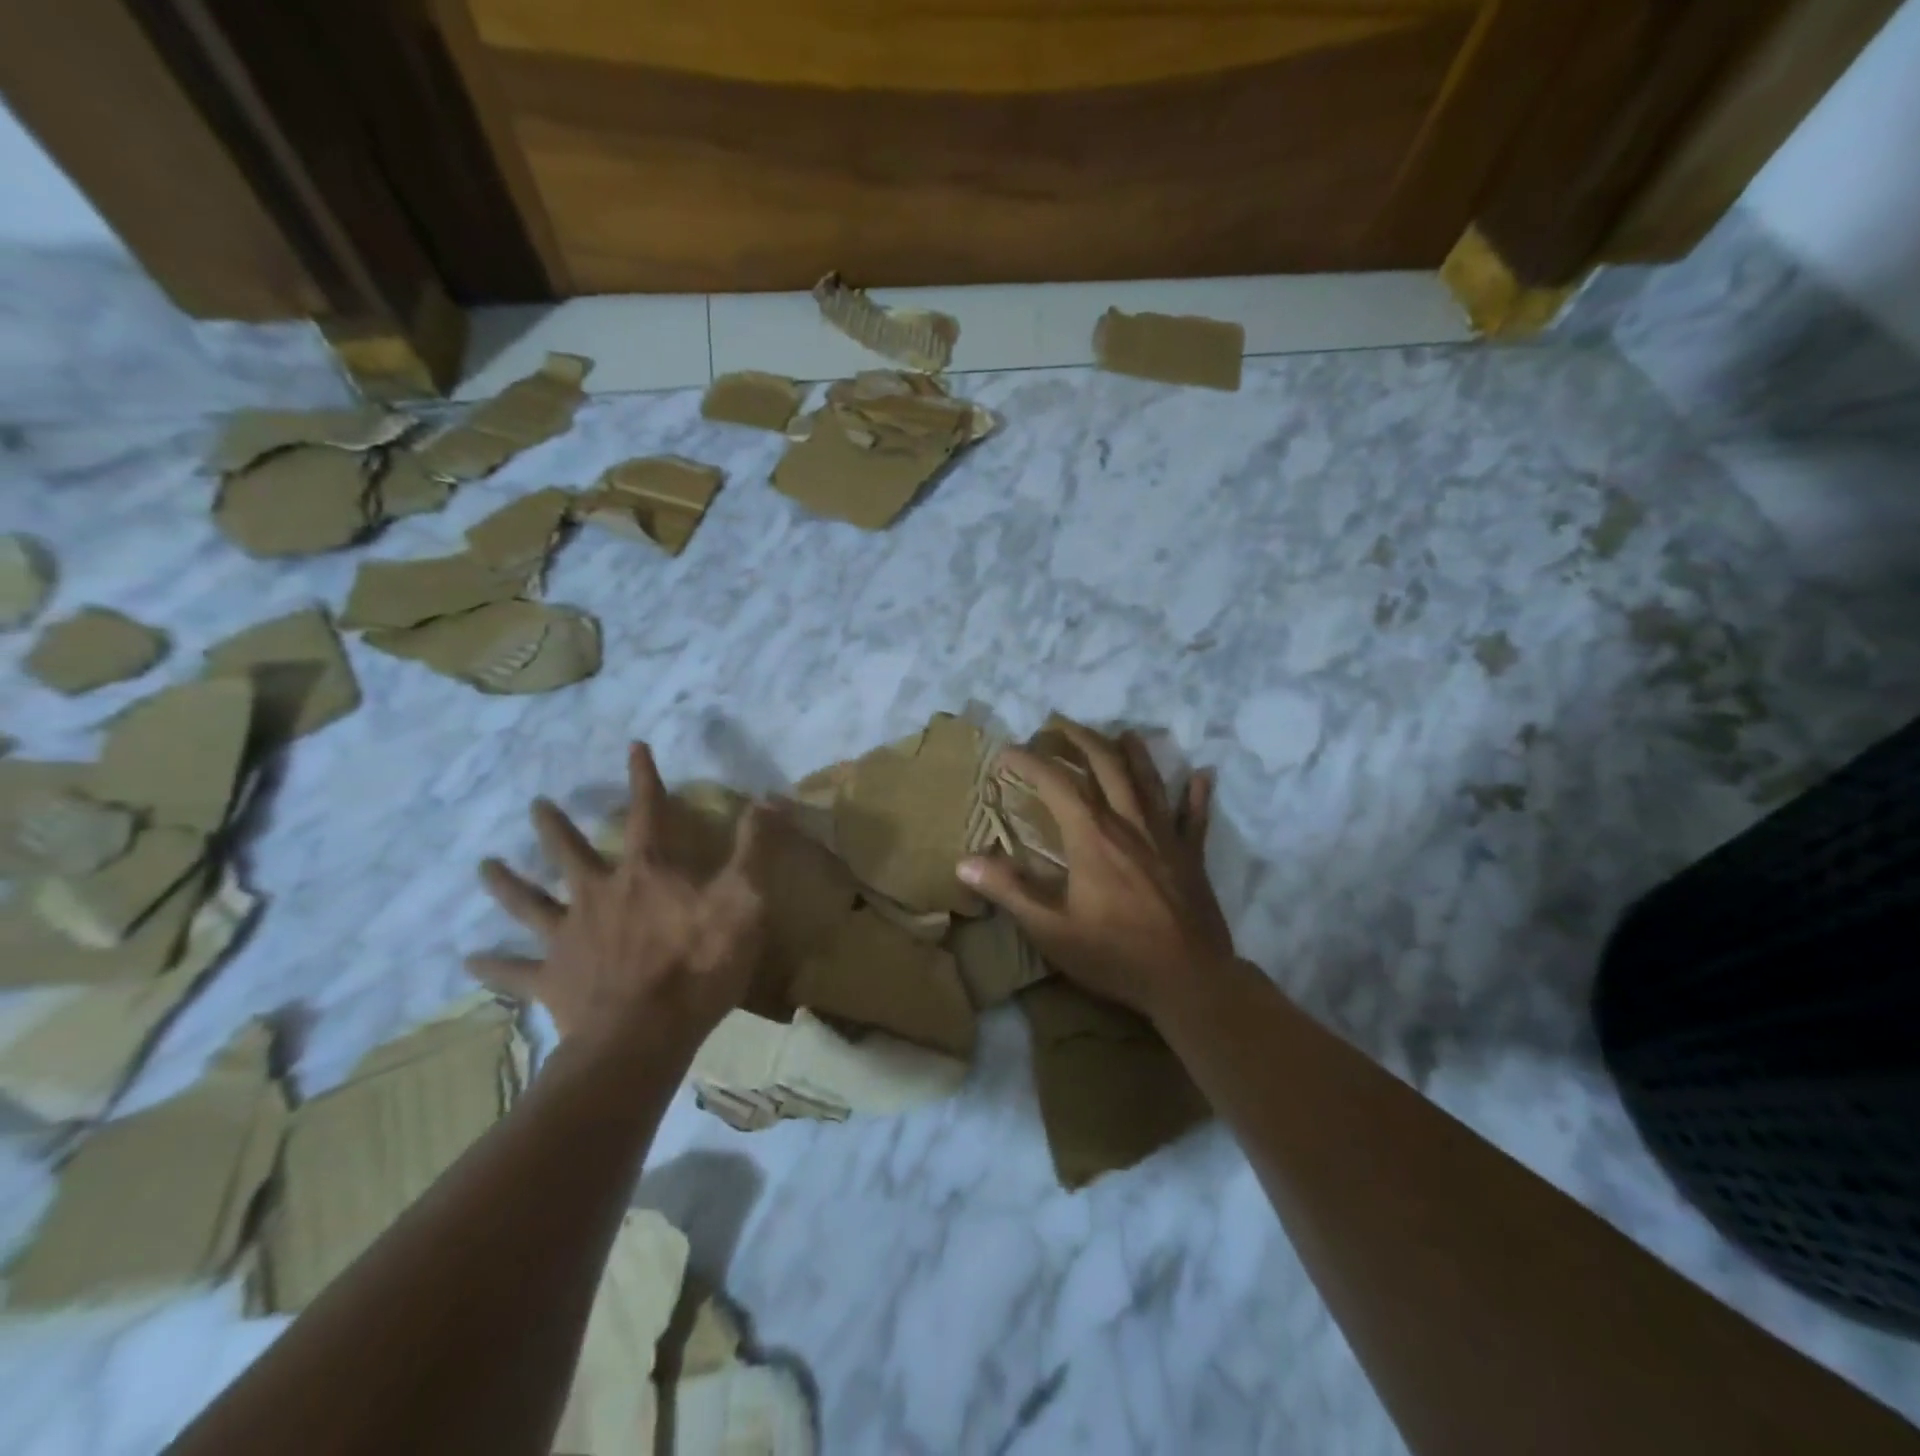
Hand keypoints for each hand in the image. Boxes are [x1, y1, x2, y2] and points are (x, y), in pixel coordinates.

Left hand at [469, 743, 769, 1052]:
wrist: (645, 1036)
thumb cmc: (700, 964)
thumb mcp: (744, 900)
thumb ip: (755, 848)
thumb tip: (770, 798)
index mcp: (646, 873)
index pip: (648, 812)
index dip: (644, 778)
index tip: (634, 747)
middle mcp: (598, 894)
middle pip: (570, 852)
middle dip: (555, 825)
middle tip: (536, 804)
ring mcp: (569, 936)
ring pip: (530, 902)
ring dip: (507, 883)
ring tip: (484, 866)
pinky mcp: (552, 979)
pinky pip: (515, 972)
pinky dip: (493, 966)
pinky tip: (469, 961)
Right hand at [958, 722, 1234, 1023]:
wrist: (1189, 981)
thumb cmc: (1115, 955)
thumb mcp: (1052, 930)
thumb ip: (1010, 892)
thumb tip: (964, 863)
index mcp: (1092, 836)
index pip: (1056, 782)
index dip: (1029, 761)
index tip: (1006, 752)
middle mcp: (1129, 823)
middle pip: (1107, 765)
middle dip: (1081, 740)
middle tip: (1060, 725)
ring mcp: (1165, 836)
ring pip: (1148, 780)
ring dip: (1133, 752)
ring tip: (1122, 733)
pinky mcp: (1191, 856)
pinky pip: (1195, 816)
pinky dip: (1196, 793)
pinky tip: (1201, 775)